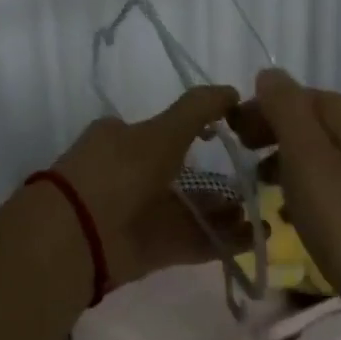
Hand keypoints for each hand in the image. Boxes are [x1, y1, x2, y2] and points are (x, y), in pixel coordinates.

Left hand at [51, 86, 249, 286]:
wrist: (78, 236)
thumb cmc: (119, 172)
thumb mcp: (160, 132)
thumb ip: (197, 110)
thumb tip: (231, 91)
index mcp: (122, 138)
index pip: (165, 130)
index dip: (199, 130)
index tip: (231, 133)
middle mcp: (131, 173)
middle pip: (181, 173)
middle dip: (216, 178)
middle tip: (254, 180)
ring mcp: (141, 213)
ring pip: (190, 208)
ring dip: (224, 210)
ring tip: (262, 213)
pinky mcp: (152, 249)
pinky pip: (193, 240)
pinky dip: (222, 239)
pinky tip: (254, 238)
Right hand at [232, 67, 340, 330]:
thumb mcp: (306, 162)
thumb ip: (285, 110)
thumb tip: (270, 74)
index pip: (293, 94)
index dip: (258, 112)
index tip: (233, 142)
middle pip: (314, 120)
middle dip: (276, 137)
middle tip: (248, 168)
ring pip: (331, 150)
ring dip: (296, 163)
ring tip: (272, 196)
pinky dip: (321, 185)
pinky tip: (311, 216)